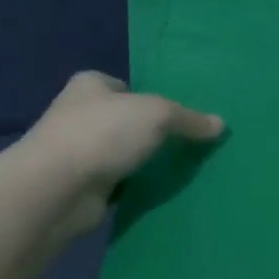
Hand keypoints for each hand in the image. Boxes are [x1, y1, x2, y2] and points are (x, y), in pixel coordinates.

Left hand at [19, 71, 223, 236]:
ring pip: (122, 154)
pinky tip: (161, 193)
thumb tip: (220, 124)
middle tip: (188, 143)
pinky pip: (118, 183)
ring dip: (143, 162)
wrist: (57, 188)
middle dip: (150, 133)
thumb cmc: (103, 133)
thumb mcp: (157, 114)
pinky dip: (135, 188)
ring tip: (183, 169)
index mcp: (90, 85)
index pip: (125, 86)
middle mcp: (80, 115)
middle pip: (125, 121)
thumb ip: (188, 119)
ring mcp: (79, 152)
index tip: (178, 114)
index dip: (150, 97)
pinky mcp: (82, 186)